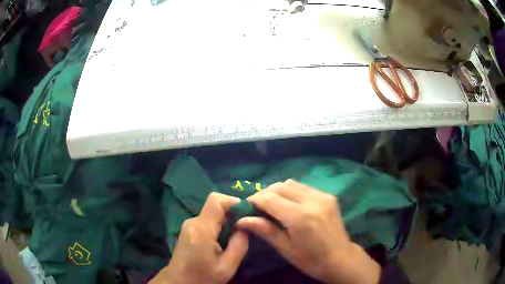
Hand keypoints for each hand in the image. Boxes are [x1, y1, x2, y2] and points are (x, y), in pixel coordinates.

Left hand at [150, 193, 248, 283]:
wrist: (179, 282)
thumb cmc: (202, 277)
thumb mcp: (227, 267)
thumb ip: (239, 245)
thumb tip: (245, 226)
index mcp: (201, 229)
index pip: (216, 200)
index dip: (234, 201)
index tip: (248, 213)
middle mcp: (193, 222)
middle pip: (215, 206)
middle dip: (233, 213)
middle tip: (246, 228)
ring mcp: (189, 225)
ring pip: (212, 214)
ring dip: (226, 221)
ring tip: (236, 237)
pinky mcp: (189, 230)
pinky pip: (207, 221)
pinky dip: (219, 226)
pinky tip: (224, 241)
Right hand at [236, 180, 380, 283]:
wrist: (341, 259)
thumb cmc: (311, 260)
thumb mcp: (286, 249)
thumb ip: (265, 230)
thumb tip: (241, 219)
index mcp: (300, 217)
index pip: (270, 198)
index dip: (254, 200)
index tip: (246, 207)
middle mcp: (312, 201)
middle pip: (280, 186)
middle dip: (265, 194)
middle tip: (257, 208)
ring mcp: (323, 196)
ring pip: (291, 183)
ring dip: (277, 191)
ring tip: (272, 206)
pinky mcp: (328, 196)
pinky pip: (303, 187)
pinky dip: (291, 192)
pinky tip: (289, 205)